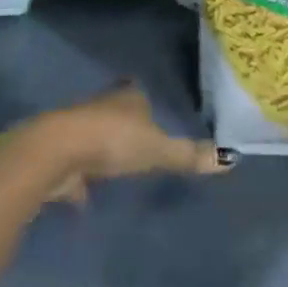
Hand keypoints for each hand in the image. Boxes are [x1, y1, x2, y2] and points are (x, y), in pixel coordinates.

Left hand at [33, 83, 231, 203]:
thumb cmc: (112, 141)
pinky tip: (87, 194)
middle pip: (115, 111)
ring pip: (94, 135)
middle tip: (139, 140)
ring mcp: (76, 129)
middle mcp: (100, 106)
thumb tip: (230, 159)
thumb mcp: (157, 149)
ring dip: (102, 148)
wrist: (56, 153)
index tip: (153, 111)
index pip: (137, 92)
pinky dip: (81, 177)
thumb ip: (188, 155)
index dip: (144, 101)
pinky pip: (75, 165)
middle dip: (124, 123)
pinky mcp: (58, 155)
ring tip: (117, 165)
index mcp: (127, 97)